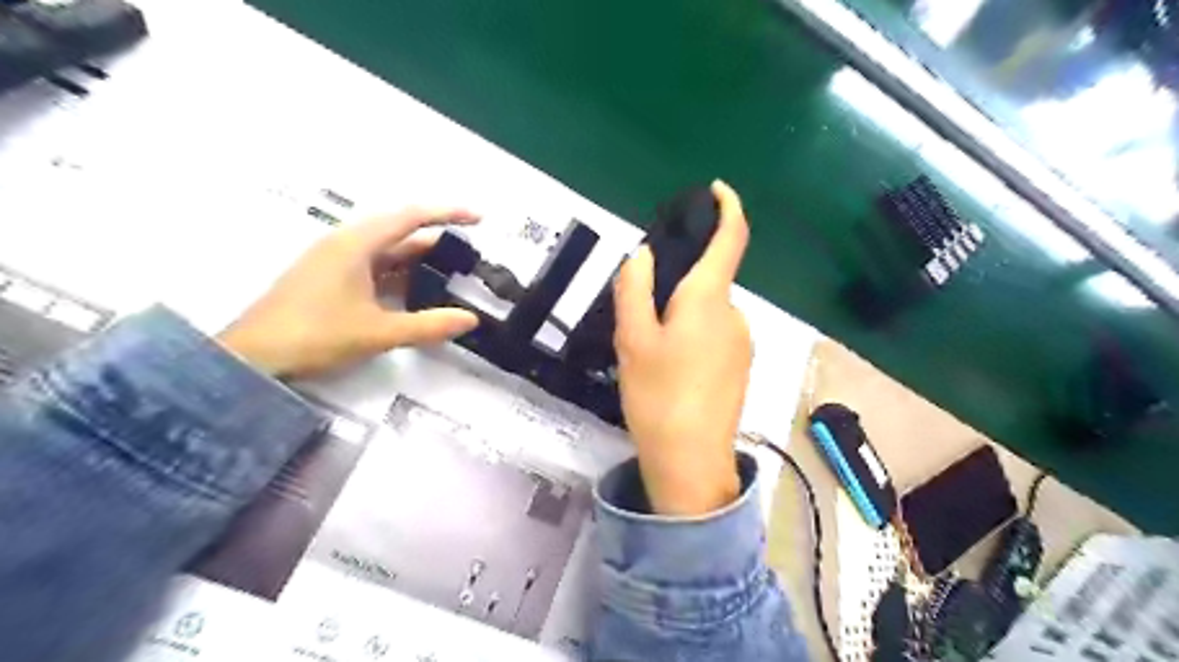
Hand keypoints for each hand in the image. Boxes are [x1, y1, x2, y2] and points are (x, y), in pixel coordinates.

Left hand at [218, 208, 480, 378]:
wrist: (252, 358)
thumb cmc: (315, 335)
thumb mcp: (379, 332)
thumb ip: (429, 325)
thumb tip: (471, 319)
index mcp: (356, 245)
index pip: (410, 217)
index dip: (447, 214)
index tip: (478, 219)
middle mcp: (345, 244)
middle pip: (400, 232)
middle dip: (436, 242)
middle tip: (468, 257)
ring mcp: (334, 261)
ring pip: (386, 251)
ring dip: (418, 260)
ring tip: (449, 274)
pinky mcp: (328, 278)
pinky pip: (373, 267)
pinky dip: (399, 274)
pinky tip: (414, 292)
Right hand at [613, 178, 748, 517]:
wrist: (691, 461)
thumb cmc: (658, 396)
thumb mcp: (632, 340)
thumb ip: (635, 289)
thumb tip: (642, 254)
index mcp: (708, 300)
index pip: (730, 239)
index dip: (727, 208)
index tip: (716, 190)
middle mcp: (734, 314)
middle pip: (708, 281)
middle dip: (678, 284)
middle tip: (641, 317)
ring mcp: (742, 342)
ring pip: (708, 311)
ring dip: (682, 316)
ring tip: (651, 351)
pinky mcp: (741, 366)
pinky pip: (715, 334)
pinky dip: (693, 335)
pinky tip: (671, 369)